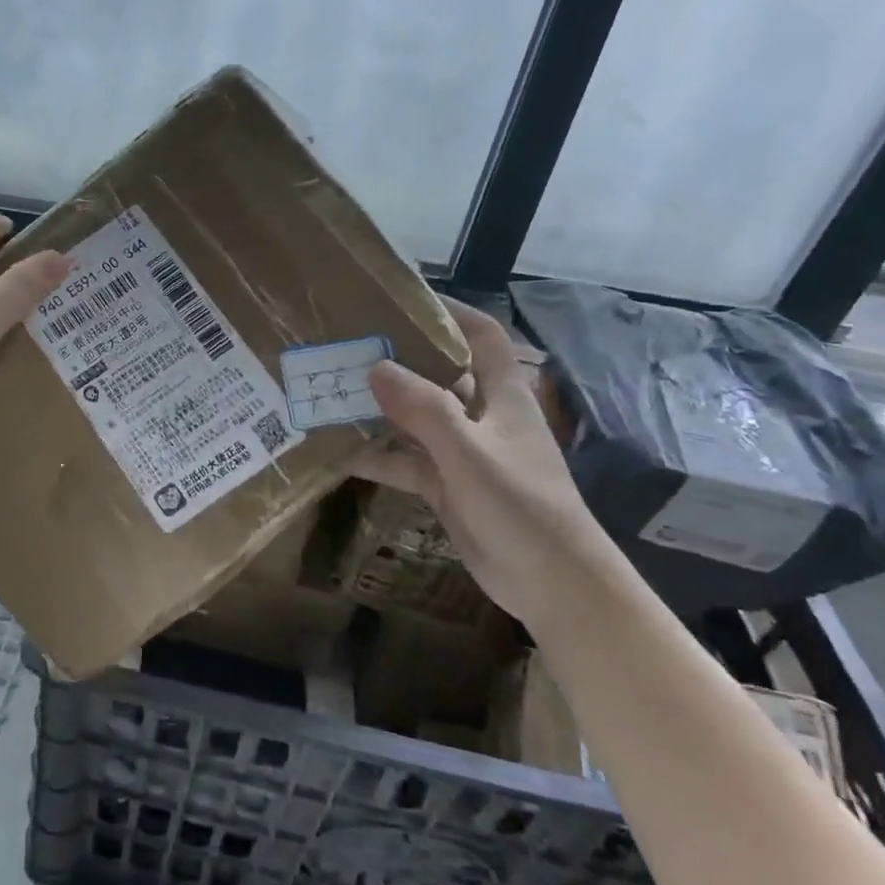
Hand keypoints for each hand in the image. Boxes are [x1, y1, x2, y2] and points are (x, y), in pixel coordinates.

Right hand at [352, 299, 618, 628]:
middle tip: (348, 347)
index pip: (482, 337)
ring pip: (416, 420)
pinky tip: (339, 452)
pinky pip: (406, 462)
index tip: (405, 299)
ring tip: (332, 393)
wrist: (552, 584)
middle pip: (440, 375)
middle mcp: (482, 417)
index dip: (451, 312)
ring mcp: (463, 453)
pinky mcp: (448, 486)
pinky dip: (378, 456)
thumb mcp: (469, 453)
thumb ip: (424, 409)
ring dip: (381, 410)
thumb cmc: (521, 506)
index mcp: (503, 396)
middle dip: (399, 360)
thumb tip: (376, 366)